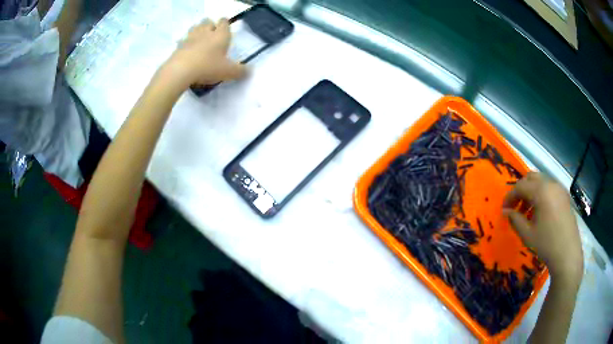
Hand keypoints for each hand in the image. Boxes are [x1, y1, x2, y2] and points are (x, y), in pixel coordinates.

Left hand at [163, 18, 246, 86]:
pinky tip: (187, 50)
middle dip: (210, 25)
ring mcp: (190, 38)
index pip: (224, 22)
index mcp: (220, 35)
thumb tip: (249, 72)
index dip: (225, 24)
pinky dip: (185, 43)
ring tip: (200, 40)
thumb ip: (240, 71)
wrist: (180, 71)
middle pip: (207, 21)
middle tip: (212, 34)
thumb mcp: (228, 72)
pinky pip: (182, 41)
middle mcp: (205, 32)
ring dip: (197, 31)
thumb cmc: (208, 67)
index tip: (225, 27)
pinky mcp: (178, 47)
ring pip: (194, 27)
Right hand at [503, 172, 582, 283]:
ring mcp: (559, 189)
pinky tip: (539, 212)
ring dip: (531, 192)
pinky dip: (541, 195)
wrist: (567, 254)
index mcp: (541, 191)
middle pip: (531, 178)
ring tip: (526, 211)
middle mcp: (550, 184)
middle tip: (514, 207)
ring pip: (541, 182)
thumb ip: (515, 219)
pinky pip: (549, 188)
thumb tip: (506, 211)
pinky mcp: (564, 196)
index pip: (520, 186)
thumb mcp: (527, 234)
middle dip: (520, 190)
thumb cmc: (546, 244)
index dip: (510, 197)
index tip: (503, 209)